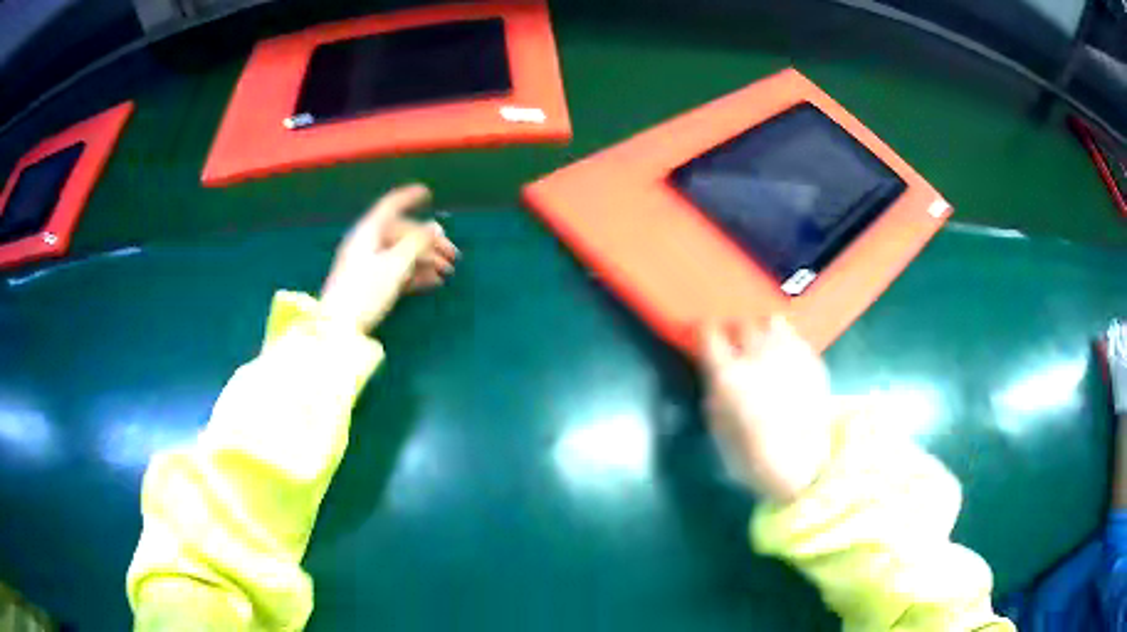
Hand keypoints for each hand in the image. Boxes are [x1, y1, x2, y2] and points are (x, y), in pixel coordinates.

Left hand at [320, 184, 457, 332]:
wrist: (339, 326)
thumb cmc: (365, 290)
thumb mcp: (394, 265)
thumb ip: (417, 243)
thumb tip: (436, 226)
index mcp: (368, 231)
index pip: (390, 206)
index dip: (409, 197)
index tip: (428, 193)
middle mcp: (368, 243)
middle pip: (402, 233)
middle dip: (429, 241)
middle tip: (453, 254)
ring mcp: (368, 263)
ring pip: (402, 253)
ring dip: (426, 260)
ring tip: (447, 272)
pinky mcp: (371, 283)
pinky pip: (397, 271)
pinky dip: (415, 273)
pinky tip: (433, 282)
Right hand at [699, 317, 833, 503]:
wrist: (802, 467)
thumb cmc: (751, 457)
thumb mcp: (718, 429)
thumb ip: (714, 393)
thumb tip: (715, 373)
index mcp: (729, 374)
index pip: (709, 333)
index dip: (706, 333)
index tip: (707, 339)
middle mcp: (757, 354)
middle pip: (742, 323)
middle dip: (736, 332)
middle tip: (736, 347)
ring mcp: (788, 353)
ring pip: (771, 322)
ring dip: (763, 331)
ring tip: (764, 347)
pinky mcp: (812, 358)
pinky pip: (794, 336)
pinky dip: (786, 342)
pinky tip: (785, 359)